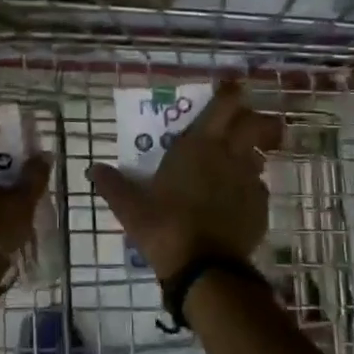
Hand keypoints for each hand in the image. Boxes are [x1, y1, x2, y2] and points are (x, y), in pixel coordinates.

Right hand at [89, 80, 283, 284]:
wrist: (204, 269)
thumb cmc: (164, 226)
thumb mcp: (130, 207)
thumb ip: (112, 185)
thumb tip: (93, 170)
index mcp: (198, 145)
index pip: (224, 105)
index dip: (231, 92)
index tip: (232, 85)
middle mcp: (229, 155)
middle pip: (255, 124)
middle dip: (255, 119)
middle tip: (243, 123)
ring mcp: (248, 181)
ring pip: (258, 155)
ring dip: (251, 153)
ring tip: (235, 164)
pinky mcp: (260, 208)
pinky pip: (257, 188)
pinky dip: (248, 188)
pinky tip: (234, 201)